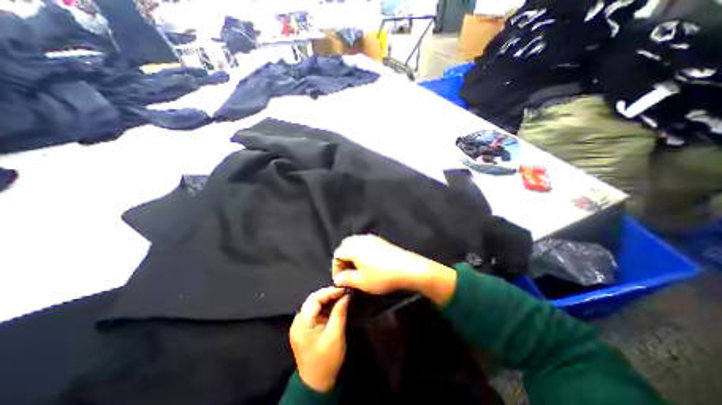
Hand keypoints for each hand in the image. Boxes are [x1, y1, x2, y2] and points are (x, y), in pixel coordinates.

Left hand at [290, 286, 352, 390]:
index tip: (344, 290)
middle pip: (314, 300)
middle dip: (329, 294)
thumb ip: (339, 313)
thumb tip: (346, 295)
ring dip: (329, 299)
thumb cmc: (326, 360)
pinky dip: (327, 306)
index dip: (330, 291)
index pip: (314, 299)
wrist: (317, 384)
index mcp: (302, 323)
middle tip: (344, 293)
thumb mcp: (335, 336)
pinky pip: (316, 311)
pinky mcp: (306, 327)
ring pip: (315, 304)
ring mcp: (301, 324)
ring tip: (342, 297)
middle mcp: (298, 321)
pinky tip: (336, 305)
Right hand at [333, 235, 455, 304]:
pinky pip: (365, 242)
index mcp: (354, 248)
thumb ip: (346, 279)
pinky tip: (367, 262)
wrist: (408, 268)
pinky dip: (361, 250)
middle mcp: (361, 240)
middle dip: (343, 258)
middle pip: (345, 245)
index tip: (340, 280)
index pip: (337, 254)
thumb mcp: (361, 282)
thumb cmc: (383, 276)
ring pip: (355, 242)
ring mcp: (372, 238)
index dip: (336, 267)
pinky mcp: (381, 241)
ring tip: (356, 268)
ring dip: (351, 254)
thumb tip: (337, 279)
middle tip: (346, 272)